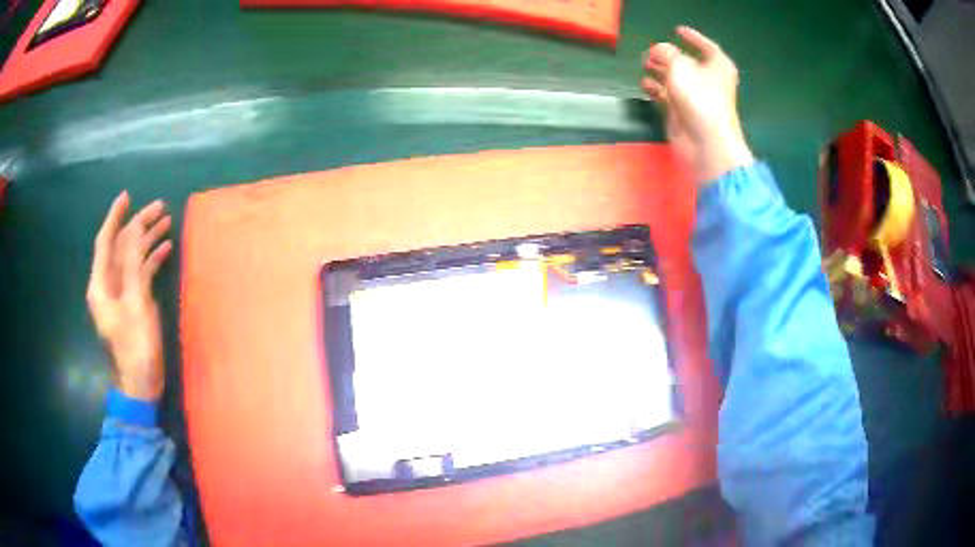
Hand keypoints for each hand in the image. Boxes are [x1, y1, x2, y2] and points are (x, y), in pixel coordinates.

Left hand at [87, 192, 171, 400]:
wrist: (141, 384)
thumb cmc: (135, 349)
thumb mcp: (135, 308)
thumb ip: (134, 270)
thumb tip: (137, 235)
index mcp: (101, 285)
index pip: (105, 242)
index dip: (114, 218)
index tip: (127, 196)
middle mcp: (108, 284)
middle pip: (121, 246)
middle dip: (138, 225)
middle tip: (160, 207)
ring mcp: (121, 293)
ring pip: (132, 257)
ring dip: (147, 240)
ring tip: (166, 222)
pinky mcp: (133, 302)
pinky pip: (141, 272)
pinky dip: (152, 259)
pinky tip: (166, 249)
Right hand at [641, 26, 753, 183]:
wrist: (706, 143)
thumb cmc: (699, 100)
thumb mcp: (680, 67)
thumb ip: (666, 53)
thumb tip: (659, 50)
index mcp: (717, 66)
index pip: (706, 46)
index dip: (693, 37)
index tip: (678, 31)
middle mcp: (709, 80)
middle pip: (687, 62)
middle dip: (669, 56)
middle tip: (651, 52)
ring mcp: (696, 98)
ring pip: (676, 79)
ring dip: (660, 71)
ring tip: (644, 64)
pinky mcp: (684, 113)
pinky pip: (668, 95)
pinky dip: (657, 89)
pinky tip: (645, 84)